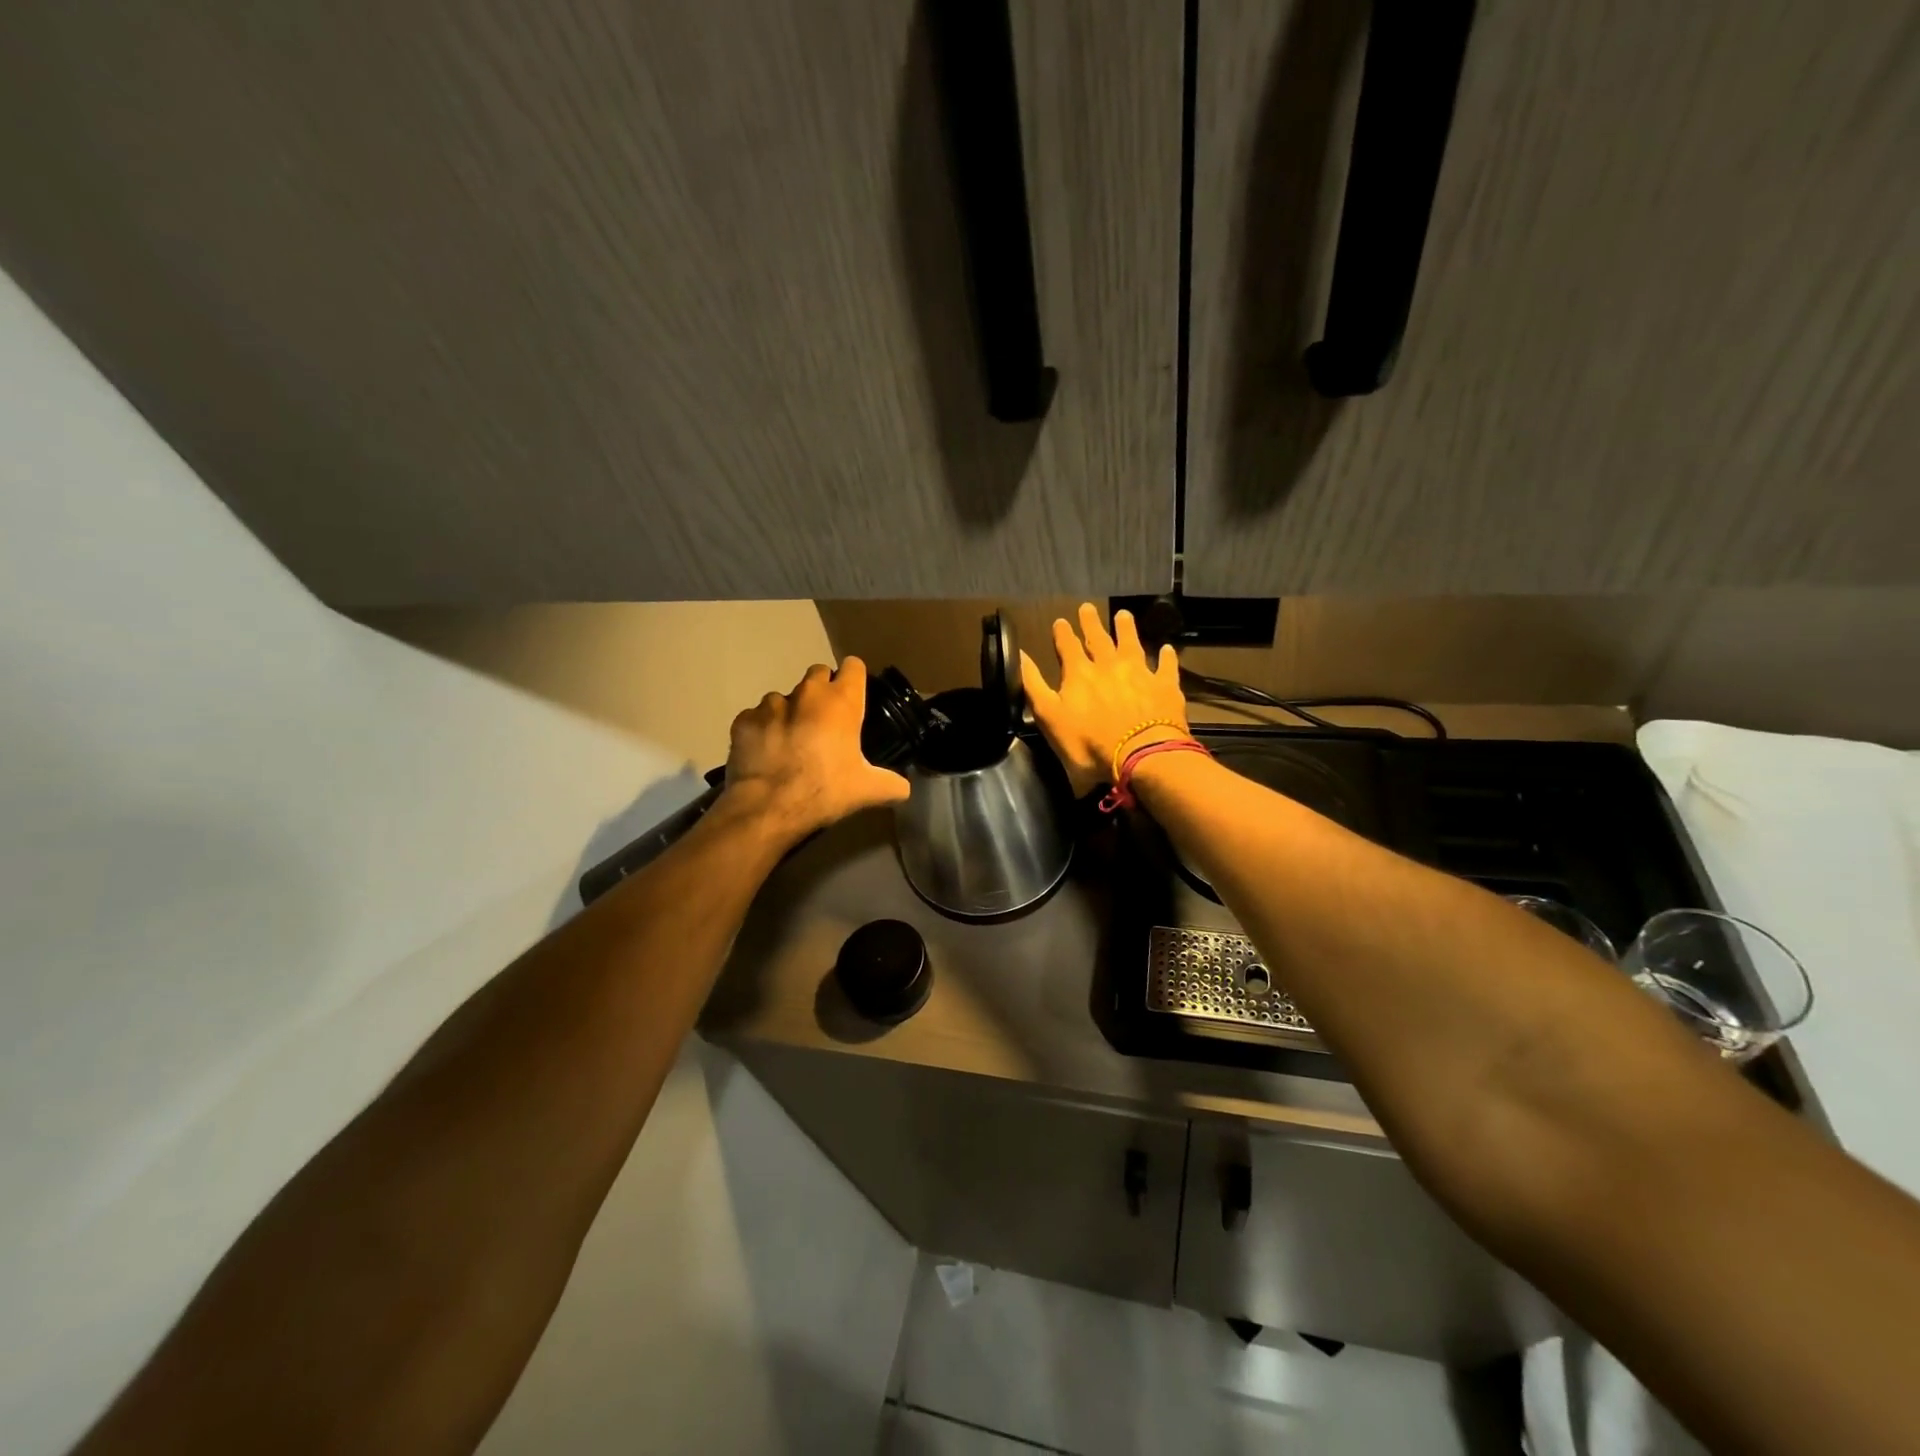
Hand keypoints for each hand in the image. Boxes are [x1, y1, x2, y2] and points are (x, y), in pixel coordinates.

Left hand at [722, 656, 911, 837]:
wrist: (768, 807)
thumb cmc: (825, 790)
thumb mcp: (868, 791)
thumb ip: (892, 785)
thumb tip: (904, 788)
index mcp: (841, 702)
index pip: (853, 667)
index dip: (854, 678)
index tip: (854, 695)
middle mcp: (807, 694)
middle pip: (818, 673)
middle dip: (822, 690)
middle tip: (825, 721)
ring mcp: (771, 705)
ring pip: (784, 697)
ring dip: (790, 712)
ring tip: (791, 741)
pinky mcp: (744, 720)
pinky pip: (756, 717)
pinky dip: (762, 730)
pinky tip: (765, 752)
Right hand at [1020, 603, 1189, 796]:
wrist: (1140, 757)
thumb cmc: (1088, 744)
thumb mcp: (1049, 717)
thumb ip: (1033, 685)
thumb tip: (1019, 654)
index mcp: (1079, 674)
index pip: (1067, 646)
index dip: (1062, 633)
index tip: (1060, 621)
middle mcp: (1109, 666)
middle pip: (1098, 639)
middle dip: (1091, 623)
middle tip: (1087, 607)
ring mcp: (1140, 673)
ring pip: (1131, 644)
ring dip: (1126, 629)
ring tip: (1123, 615)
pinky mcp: (1165, 687)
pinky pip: (1166, 666)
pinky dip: (1166, 657)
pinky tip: (1167, 649)